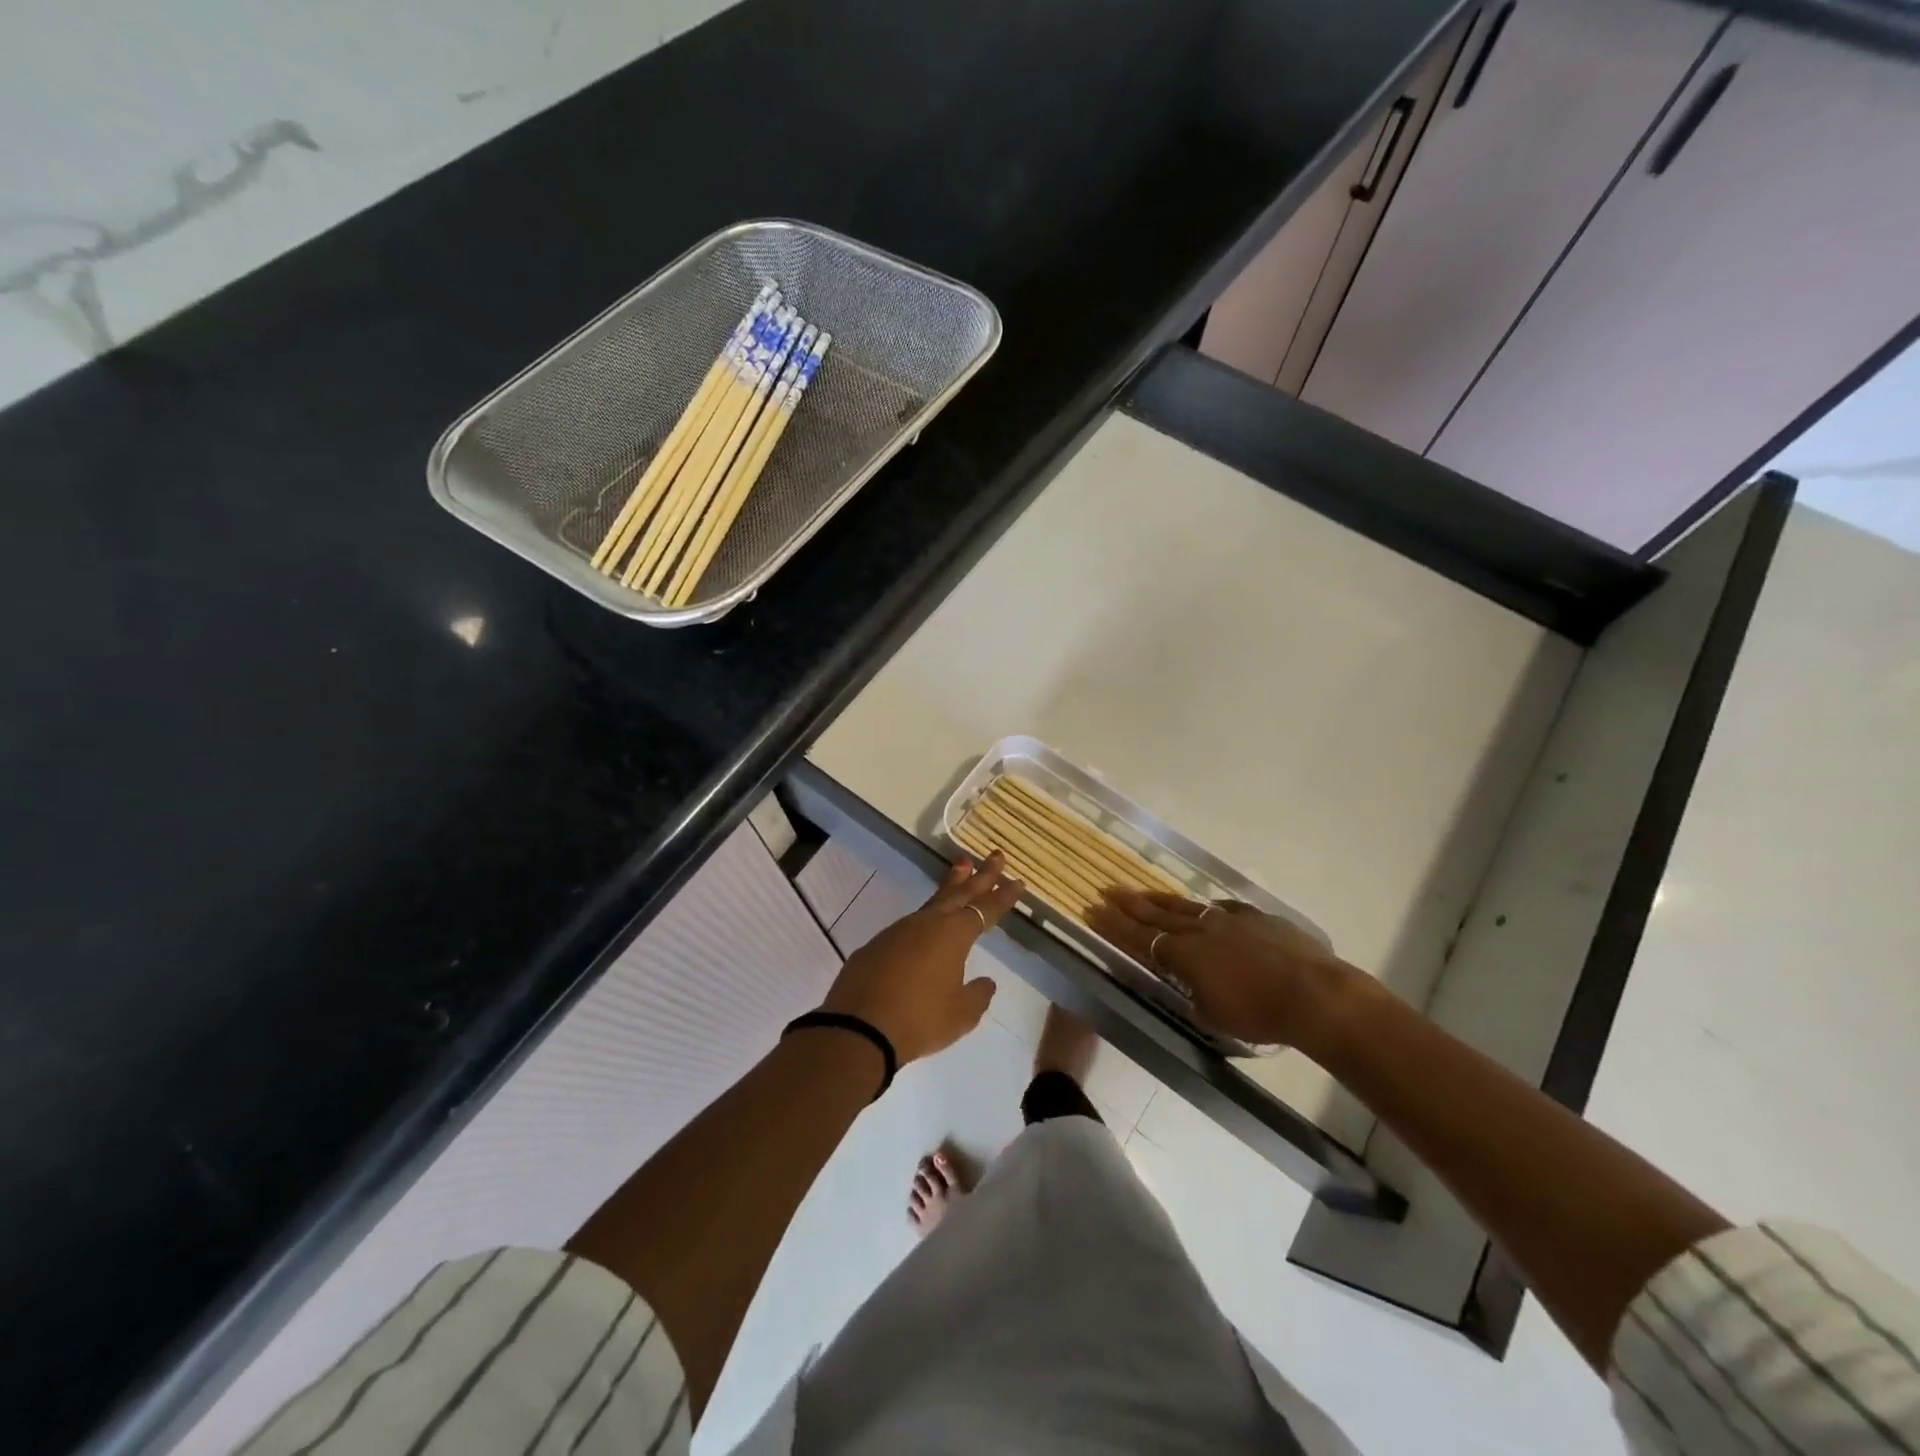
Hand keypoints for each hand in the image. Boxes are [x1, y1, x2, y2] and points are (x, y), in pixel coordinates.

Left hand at [819, 853, 1020, 1063]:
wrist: (858, 1027)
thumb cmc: (919, 1019)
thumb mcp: (961, 1015)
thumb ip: (977, 995)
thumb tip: (985, 982)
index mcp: (954, 935)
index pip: (985, 909)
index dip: (1003, 896)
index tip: (1018, 880)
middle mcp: (927, 924)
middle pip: (959, 892)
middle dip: (980, 875)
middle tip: (995, 855)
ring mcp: (899, 931)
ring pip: (932, 903)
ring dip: (950, 886)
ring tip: (961, 870)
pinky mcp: (877, 945)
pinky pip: (910, 925)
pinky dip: (926, 918)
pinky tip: (926, 927)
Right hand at [1086, 889, 1353, 1050]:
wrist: (1315, 994)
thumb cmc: (1259, 1014)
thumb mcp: (1213, 1016)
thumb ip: (1194, 996)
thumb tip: (1190, 986)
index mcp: (1184, 954)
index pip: (1139, 938)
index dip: (1114, 926)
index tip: (1094, 911)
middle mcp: (1200, 929)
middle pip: (1157, 914)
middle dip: (1130, 904)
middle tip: (1108, 890)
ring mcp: (1229, 918)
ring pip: (1186, 905)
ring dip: (1161, 900)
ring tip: (1142, 893)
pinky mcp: (1256, 916)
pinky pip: (1221, 909)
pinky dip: (1205, 909)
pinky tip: (1204, 909)